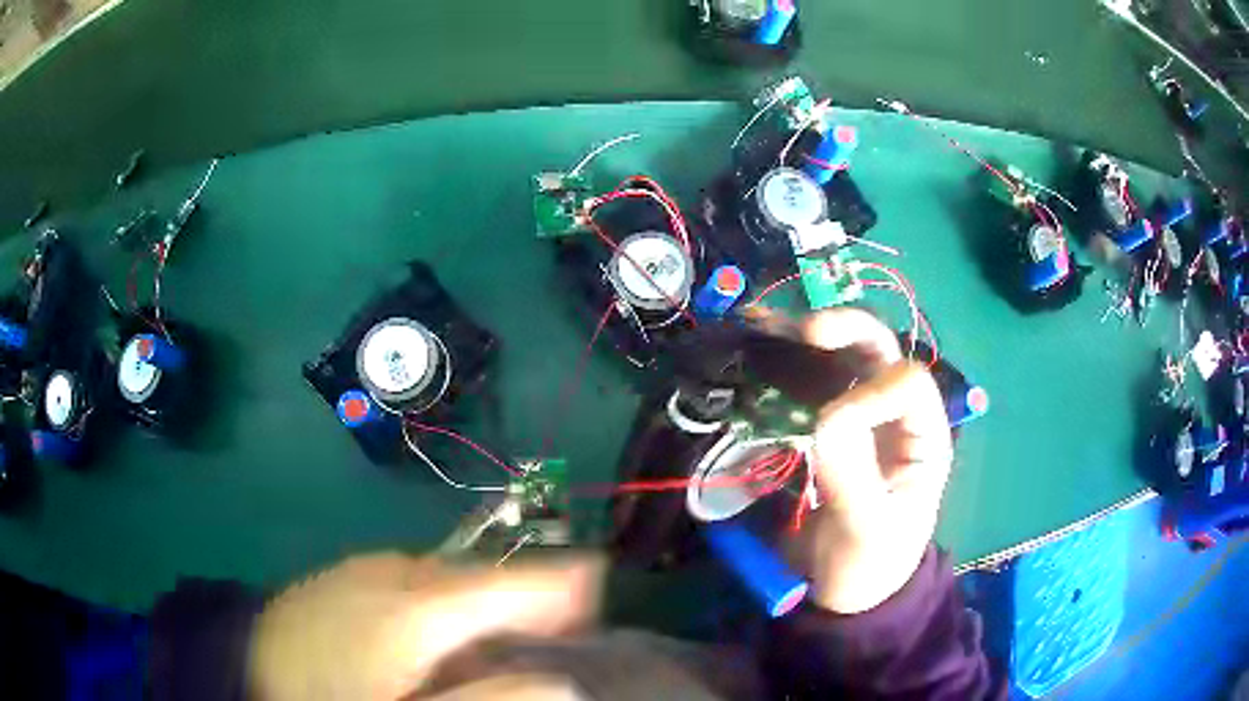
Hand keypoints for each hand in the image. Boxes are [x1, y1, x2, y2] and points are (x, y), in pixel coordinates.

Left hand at [247, 552, 602, 700]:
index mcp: (424, 602)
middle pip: (491, 579)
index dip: (573, 589)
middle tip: (542, 653)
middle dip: (528, 609)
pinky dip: (443, 608)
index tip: (597, 615)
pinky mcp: (351, 575)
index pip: (524, 579)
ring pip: (454, 581)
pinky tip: (426, 644)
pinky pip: (418, 583)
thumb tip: (565, 684)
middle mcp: (403, 569)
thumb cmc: (331, 699)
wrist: (246, 667)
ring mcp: (371, 567)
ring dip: (483, 611)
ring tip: (484, 656)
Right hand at [792, 308, 953, 613]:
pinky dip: (787, 365)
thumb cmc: (869, 566)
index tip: (828, 423)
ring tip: (768, 331)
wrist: (842, 593)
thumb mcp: (869, 531)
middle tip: (802, 332)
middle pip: (880, 351)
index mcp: (924, 438)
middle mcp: (896, 417)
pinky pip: (812, 386)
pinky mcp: (827, 431)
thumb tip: (828, 414)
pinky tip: (760, 354)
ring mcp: (861, 420)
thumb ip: (854, 475)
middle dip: (844, 330)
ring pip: (845, 358)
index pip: (908, 384)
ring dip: (810, 340)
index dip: (871, 391)